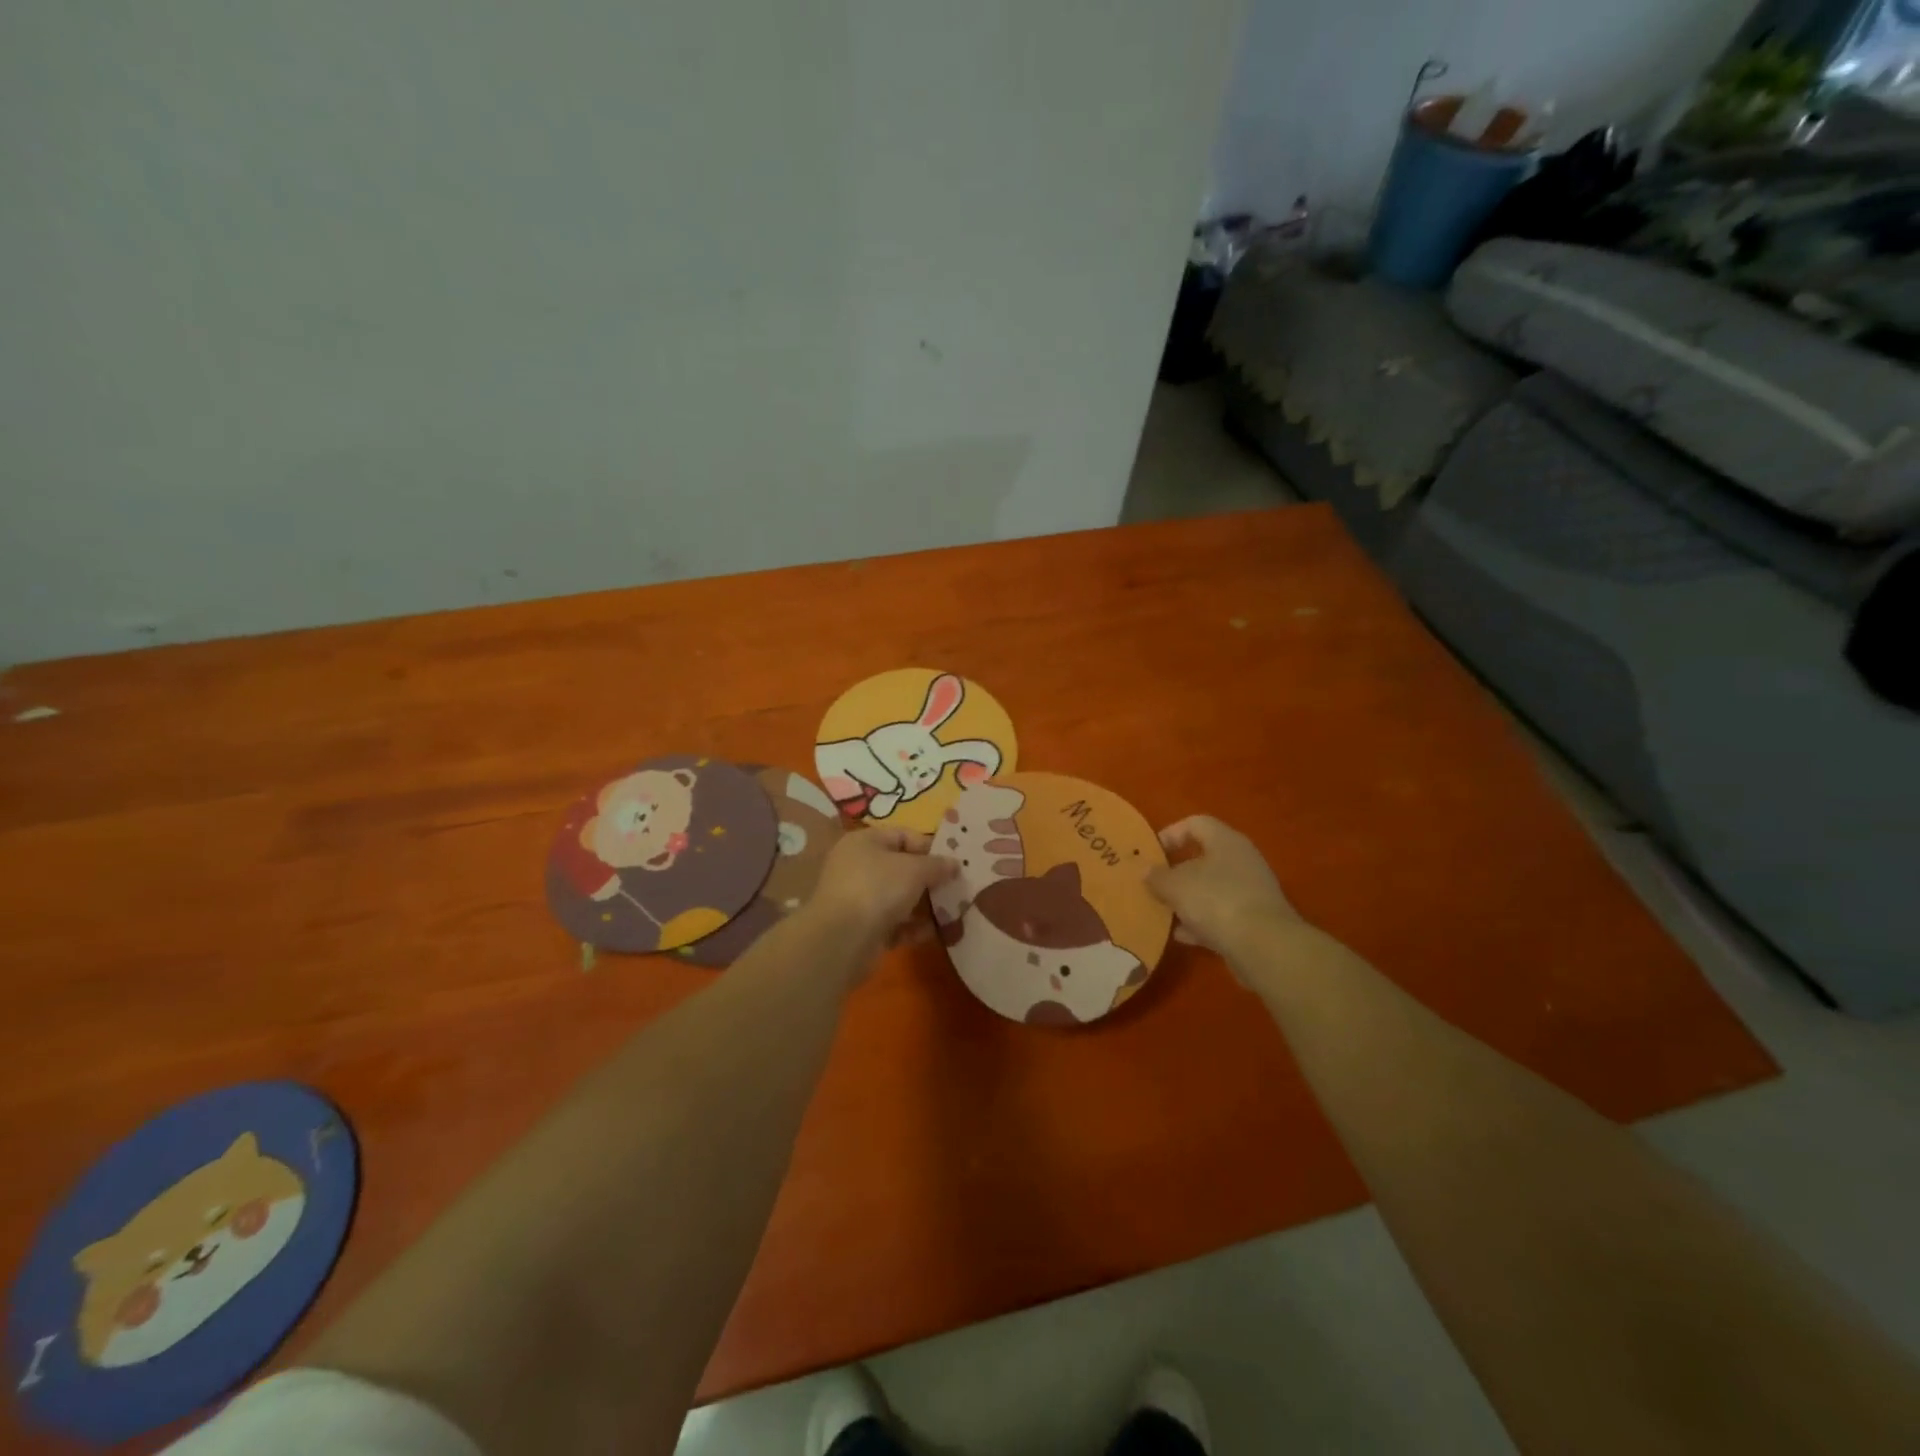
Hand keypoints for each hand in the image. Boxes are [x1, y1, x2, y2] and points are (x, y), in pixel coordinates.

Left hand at [810, 828, 956, 945]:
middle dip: (928, 879)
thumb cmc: (878, 889)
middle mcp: (857, 866)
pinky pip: (892, 923)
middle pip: (900, 868)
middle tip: (955, 888)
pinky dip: (911, 928)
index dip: (929, 846)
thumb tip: (954, 864)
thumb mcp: (915, 869)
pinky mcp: (861, 928)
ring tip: (950, 912)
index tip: (952, 862)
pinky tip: (931, 933)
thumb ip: (937, 865)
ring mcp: (857, 899)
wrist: (842, 939)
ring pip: (897, 898)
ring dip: (923, 905)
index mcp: (864, 842)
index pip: (902, 835)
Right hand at [1145, 816, 1303, 976]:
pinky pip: (1220, 915)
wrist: (1263, 946)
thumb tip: (1145, 871)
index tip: (1150, 853)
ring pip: (1210, 889)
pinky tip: (1180, 936)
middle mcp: (1241, 861)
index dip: (1171, 833)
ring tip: (1162, 911)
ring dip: (1186, 900)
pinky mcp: (1253, 921)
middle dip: (1176, 872)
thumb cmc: (1216, 901)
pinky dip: (1200, 923)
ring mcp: (1250, 892)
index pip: (1196, 823)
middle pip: (1203, 858)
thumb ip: (1157, 876)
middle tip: (1153, 883)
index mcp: (1225, 841)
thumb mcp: (1175, 886)